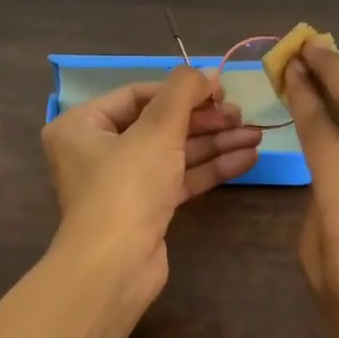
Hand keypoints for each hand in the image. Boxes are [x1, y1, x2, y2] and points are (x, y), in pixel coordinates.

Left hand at [42, 66, 262, 303]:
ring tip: (255, 135)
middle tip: (242, 116)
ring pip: (174, 152)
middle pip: (160, 124)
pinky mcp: (146, 209)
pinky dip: (210, 168)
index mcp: (83, 125)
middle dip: (204, 120)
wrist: (115, 266)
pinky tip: (246, 158)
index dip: (182, 89)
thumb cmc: (127, 186)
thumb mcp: (157, 129)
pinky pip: (179, 179)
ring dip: (214, 143)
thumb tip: (207, 71)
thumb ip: (183, 91)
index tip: (221, 88)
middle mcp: (98, 151)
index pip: (138, 95)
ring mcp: (123, 183)